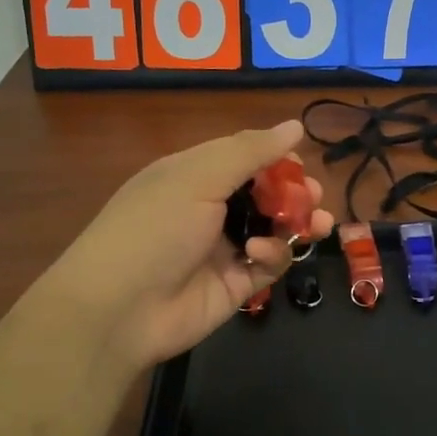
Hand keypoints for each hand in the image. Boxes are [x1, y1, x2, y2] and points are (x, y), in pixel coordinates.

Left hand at [46, 121, 334, 370]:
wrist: (118, 310)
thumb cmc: (154, 228)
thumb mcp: (198, 177)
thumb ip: (250, 151)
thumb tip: (295, 126)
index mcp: (195, 176)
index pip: (244, 159)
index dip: (275, 159)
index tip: (298, 163)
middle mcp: (210, 209)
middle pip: (265, 195)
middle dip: (294, 193)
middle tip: (313, 196)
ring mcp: (224, 249)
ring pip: (275, 230)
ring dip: (298, 223)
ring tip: (318, 224)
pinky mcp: (236, 285)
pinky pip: (269, 264)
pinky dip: (271, 256)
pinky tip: (257, 256)